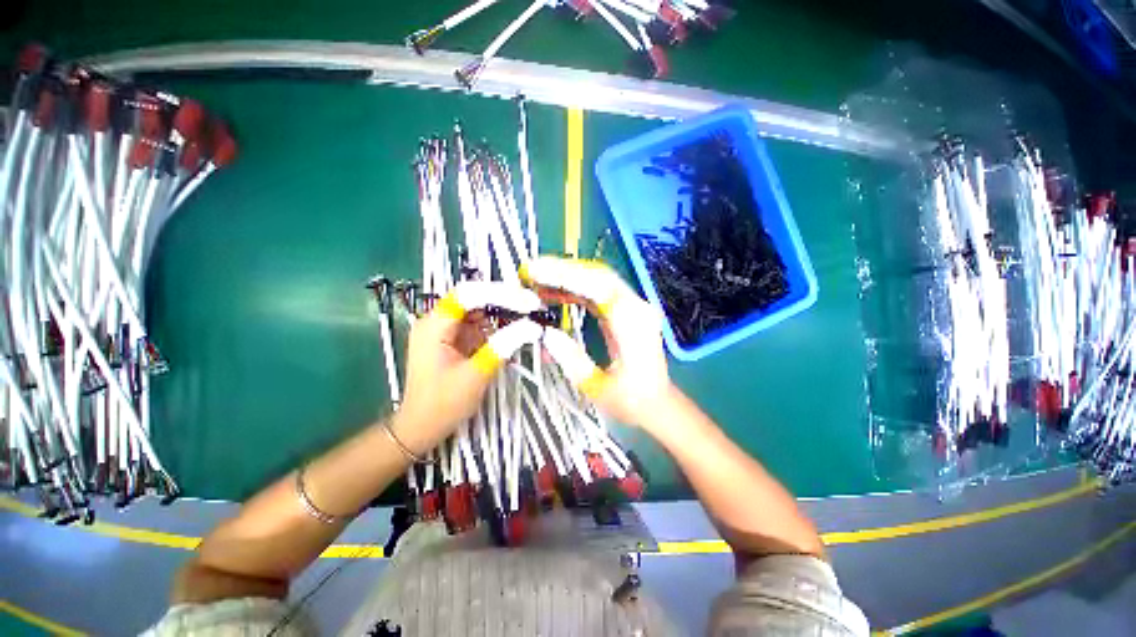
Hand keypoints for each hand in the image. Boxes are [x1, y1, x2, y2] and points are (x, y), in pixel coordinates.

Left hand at [394, 282, 541, 452]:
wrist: (422, 428)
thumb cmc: (443, 405)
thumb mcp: (476, 374)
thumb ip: (503, 346)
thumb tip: (532, 327)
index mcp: (434, 325)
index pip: (469, 294)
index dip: (500, 293)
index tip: (528, 303)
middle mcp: (439, 321)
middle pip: (476, 299)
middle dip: (507, 301)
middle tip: (534, 307)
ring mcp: (448, 330)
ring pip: (481, 311)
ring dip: (506, 314)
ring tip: (532, 318)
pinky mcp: (457, 339)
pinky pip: (482, 326)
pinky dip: (501, 328)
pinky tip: (518, 331)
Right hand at [521, 257, 671, 427]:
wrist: (659, 403)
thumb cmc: (632, 401)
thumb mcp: (599, 389)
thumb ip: (573, 360)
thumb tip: (547, 334)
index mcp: (634, 325)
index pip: (600, 287)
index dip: (567, 276)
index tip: (537, 273)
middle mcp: (636, 308)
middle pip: (599, 276)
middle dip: (563, 270)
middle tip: (532, 271)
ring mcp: (632, 307)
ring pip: (598, 280)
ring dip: (568, 278)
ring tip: (537, 282)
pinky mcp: (625, 311)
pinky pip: (598, 292)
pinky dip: (575, 289)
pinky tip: (555, 294)